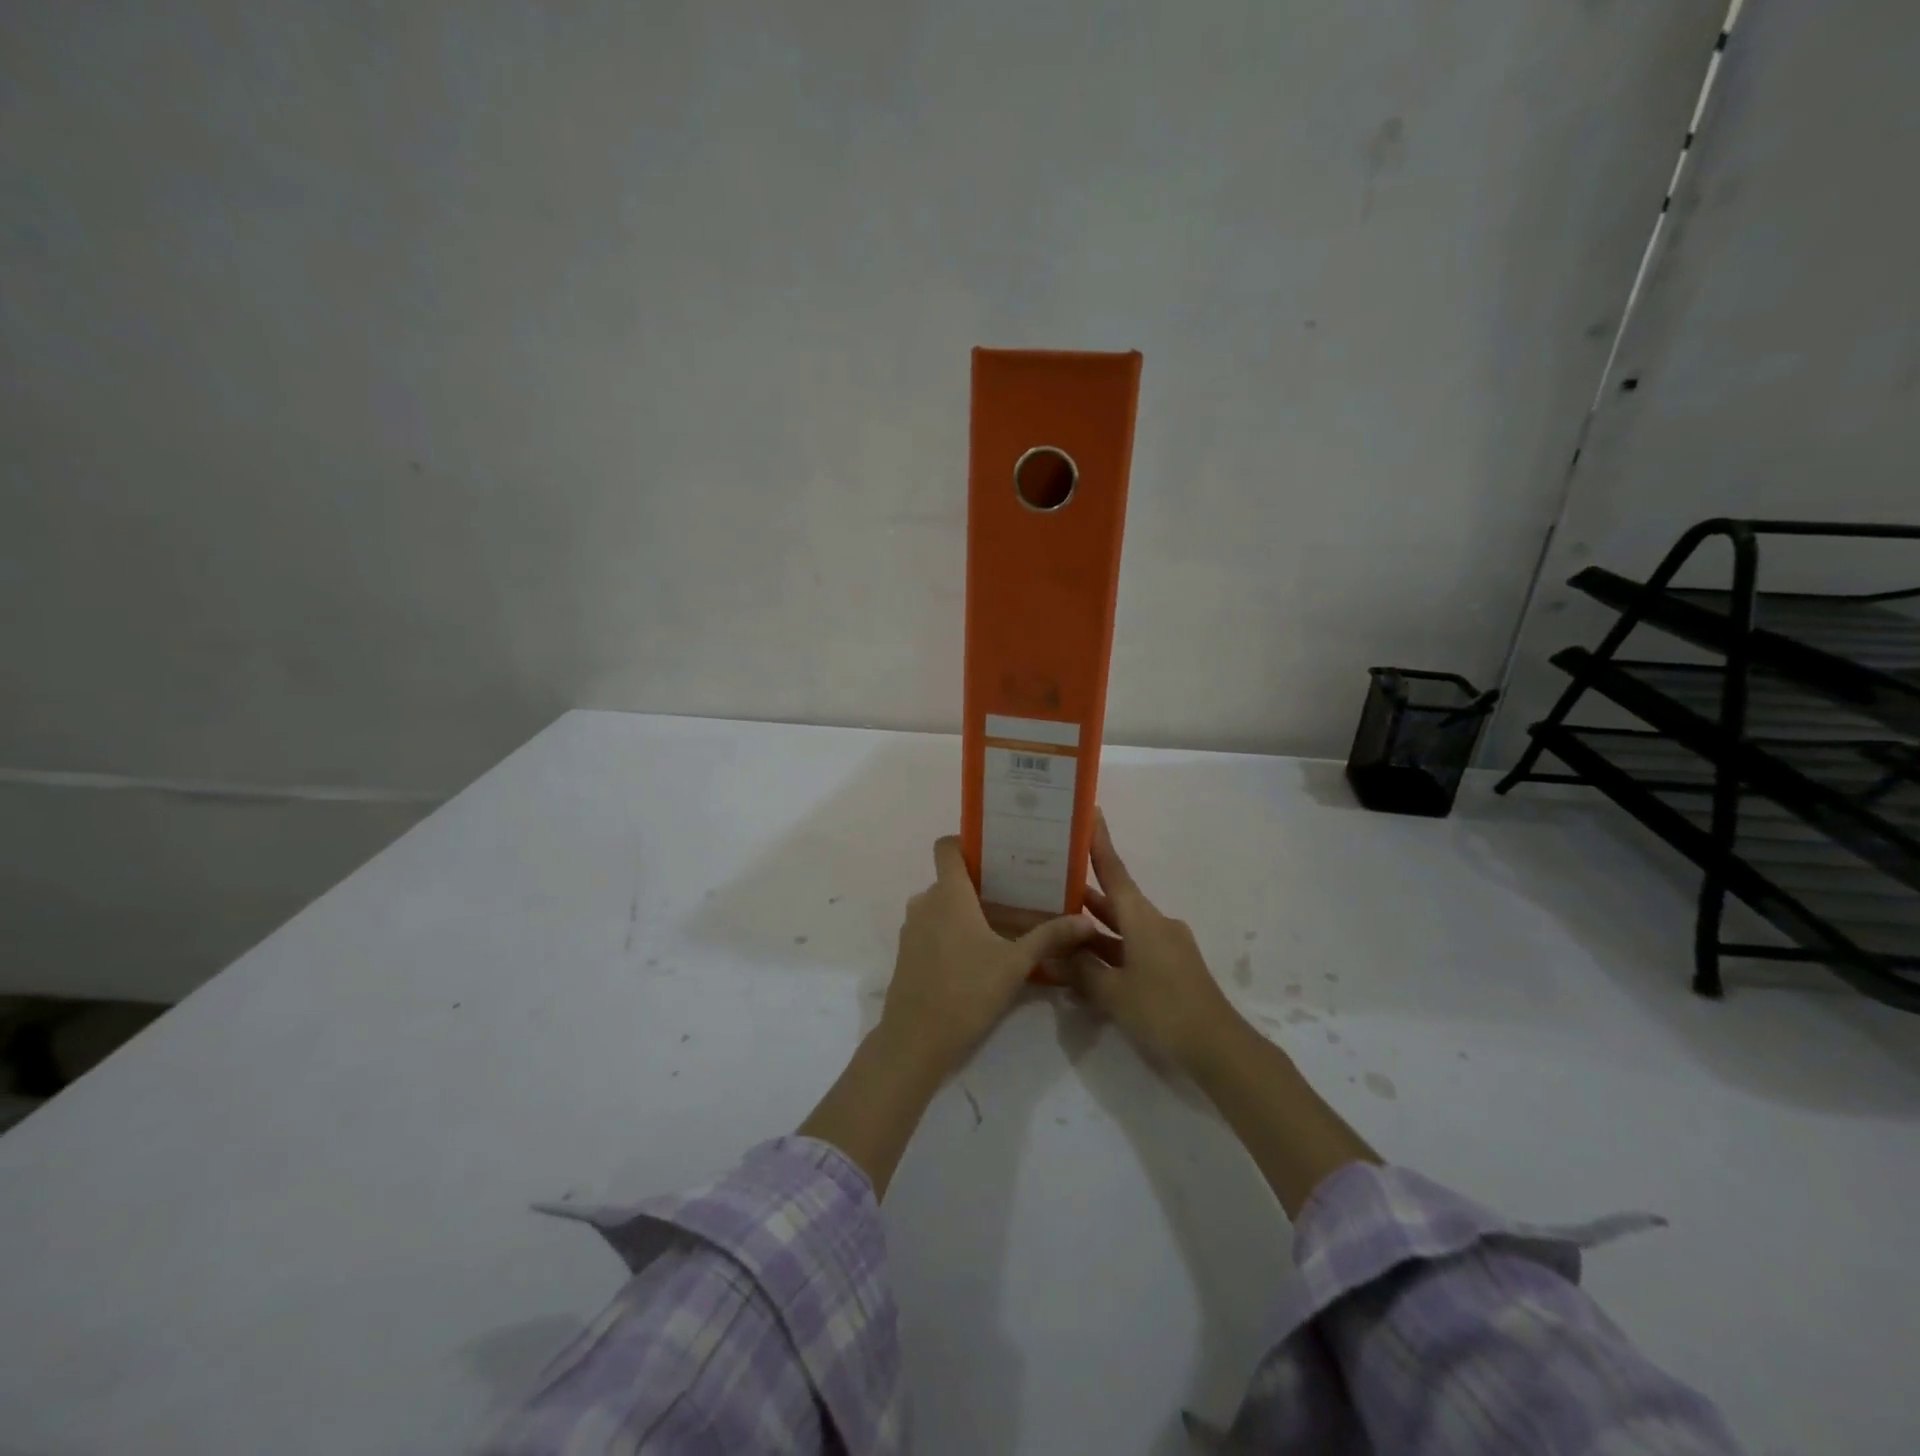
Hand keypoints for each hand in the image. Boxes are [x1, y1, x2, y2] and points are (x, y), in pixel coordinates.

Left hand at [883, 837, 1098, 1078]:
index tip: (997, 853)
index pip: (946, 847)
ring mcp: (912, 928)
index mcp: (948, 894)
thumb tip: (1086, 921)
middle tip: (1019, 896)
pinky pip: (933, 928)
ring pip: (943, 906)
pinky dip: (954, 932)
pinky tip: (981, 955)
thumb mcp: (1016, 964)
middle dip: (983, 886)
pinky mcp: (908, 953)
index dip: (967, 841)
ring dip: (969, 912)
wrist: (915, 1040)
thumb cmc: (967, 991)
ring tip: (1005, 926)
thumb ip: (1050, 937)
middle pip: (953, 880)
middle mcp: (925, 902)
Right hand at [1066, 811, 1243, 1074]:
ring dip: (1094, 926)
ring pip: (1121, 927)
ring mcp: (1165, 945)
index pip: (1114, 871)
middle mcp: (1154, 923)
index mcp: (1142, 918)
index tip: (1091, 811)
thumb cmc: (1163, 1010)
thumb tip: (1058, 952)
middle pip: (1114, 900)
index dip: (1099, 842)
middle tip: (1051, 879)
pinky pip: (1132, 948)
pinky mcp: (1170, 967)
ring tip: (1057, 922)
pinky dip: (1109, 951)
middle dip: (1084, 891)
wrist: (1218, 1047)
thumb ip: (1082, 970)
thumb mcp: (1113, 993)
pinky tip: (1085, 965)